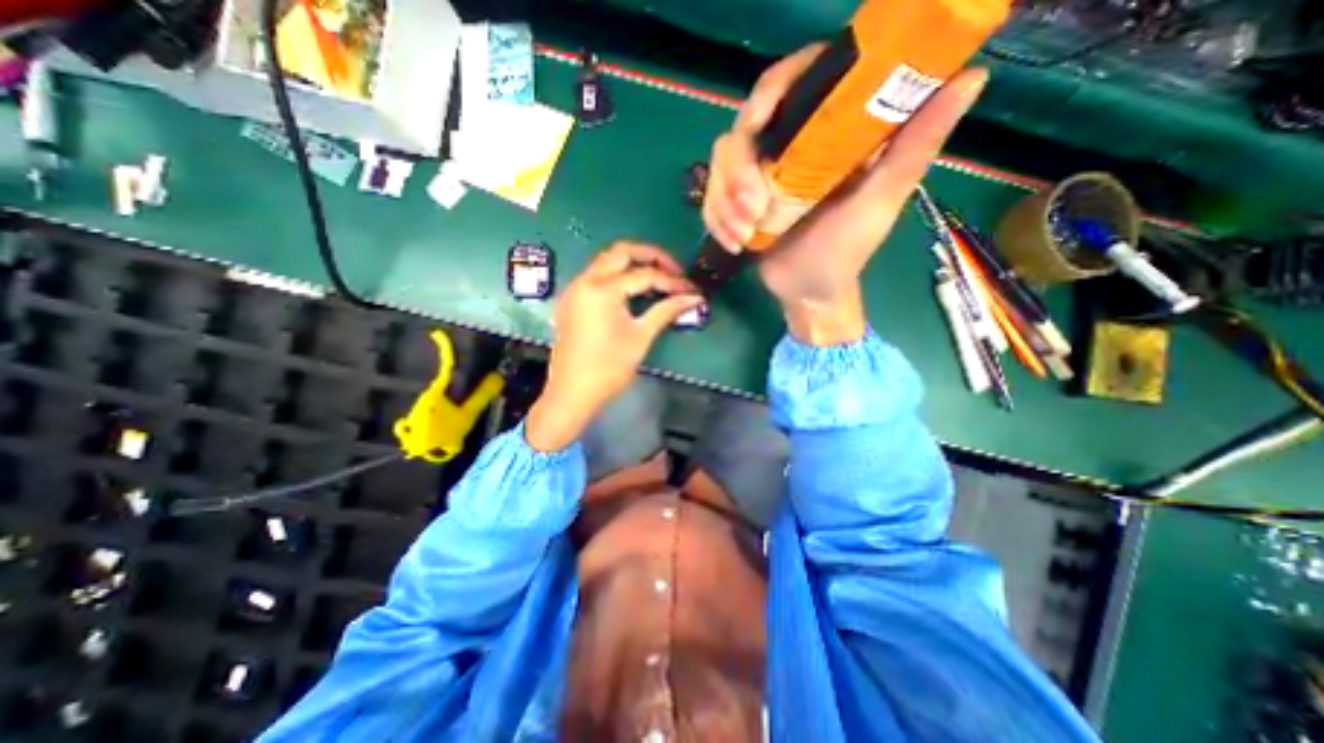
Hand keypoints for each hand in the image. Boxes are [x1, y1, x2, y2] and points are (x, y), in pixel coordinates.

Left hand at [526, 243, 701, 452]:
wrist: (573, 393)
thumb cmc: (609, 368)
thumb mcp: (641, 337)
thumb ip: (666, 311)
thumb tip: (693, 298)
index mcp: (602, 289)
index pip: (645, 275)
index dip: (671, 281)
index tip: (691, 290)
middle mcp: (585, 281)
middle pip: (621, 252)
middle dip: (650, 256)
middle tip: (673, 270)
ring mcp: (575, 290)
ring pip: (606, 261)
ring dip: (632, 264)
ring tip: (657, 278)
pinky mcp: (571, 301)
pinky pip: (596, 276)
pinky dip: (616, 275)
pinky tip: (632, 290)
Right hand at [708, 45, 987, 342]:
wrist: (809, 293)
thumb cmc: (846, 251)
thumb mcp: (880, 203)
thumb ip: (914, 149)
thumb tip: (971, 77)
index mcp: (826, 134)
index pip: (795, 81)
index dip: (772, 91)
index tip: (758, 123)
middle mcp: (788, 146)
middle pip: (744, 125)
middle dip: (738, 171)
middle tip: (752, 210)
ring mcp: (758, 175)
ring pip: (721, 162)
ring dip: (724, 202)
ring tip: (744, 235)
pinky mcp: (737, 202)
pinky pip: (711, 196)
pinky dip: (717, 219)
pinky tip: (735, 243)